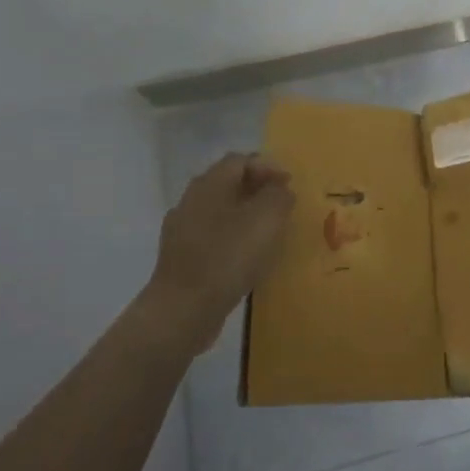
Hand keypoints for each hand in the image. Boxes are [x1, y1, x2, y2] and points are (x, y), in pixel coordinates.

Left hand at [145, 153, 293, 352]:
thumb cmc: (228, 256)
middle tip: (281, 206)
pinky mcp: (180, 258)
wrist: (183, 310)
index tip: (289, 186)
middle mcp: (191, 199)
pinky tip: (246, 258)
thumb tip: (280, 190)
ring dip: (244, 216)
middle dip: (257, 190)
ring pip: (219, 212)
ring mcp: (181, 230)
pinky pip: (211, 238)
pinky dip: (231, 240)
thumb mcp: (267, 218)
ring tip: (268, 233)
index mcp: (210, 183)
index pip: (240, 160)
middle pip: (228, 184)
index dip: (268, 167)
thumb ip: (279, 196)